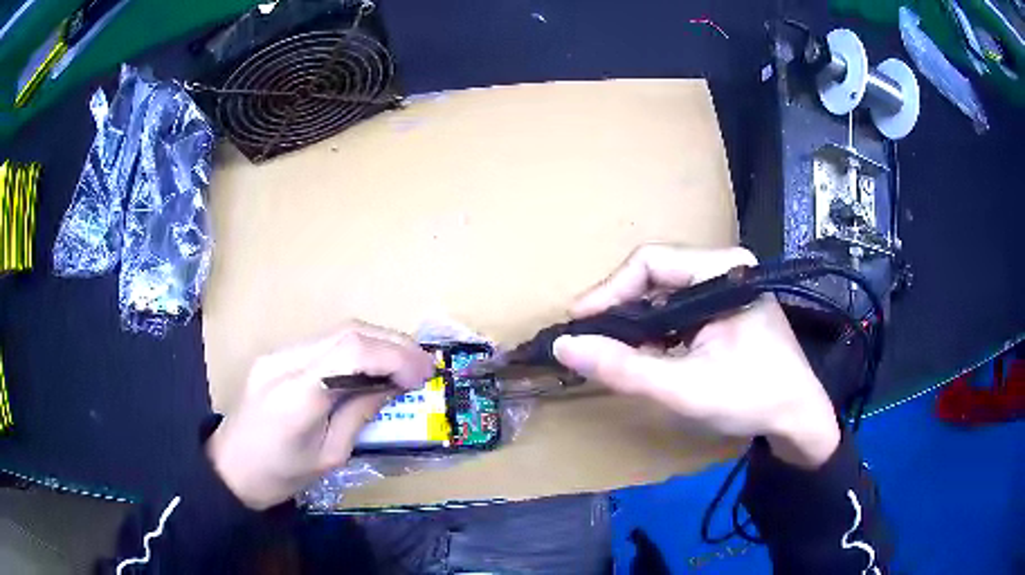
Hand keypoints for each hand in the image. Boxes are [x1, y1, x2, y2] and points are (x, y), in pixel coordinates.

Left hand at [207, 321, 434, 508]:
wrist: (229, 467)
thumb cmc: (279, 476)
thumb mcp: (329, 456)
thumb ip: (359, 413)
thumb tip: (394, 386)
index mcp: (296, 396)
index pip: (351, 352)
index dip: (395, 356)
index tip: (424, 376)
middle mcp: (285, 362)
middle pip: (347, 331)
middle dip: (394, 343)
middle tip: (425, 365)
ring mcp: (278, 353)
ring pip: (338, 331)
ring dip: (379, 342)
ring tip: (407, 363)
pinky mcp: (277, 355)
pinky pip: (325, 342)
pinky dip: (358, 348)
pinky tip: (374, 364)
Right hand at [552, 245, 839, 468]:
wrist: (798, 419)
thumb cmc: (751, 398)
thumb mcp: (684, 388)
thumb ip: (623, 368)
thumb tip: (564, 346)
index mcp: (723, 269)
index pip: (651, 262)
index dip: (608, 290)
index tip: (578, 323)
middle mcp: (724, 268)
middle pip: (655, 275)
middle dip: (619, 308)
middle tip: (589, 340)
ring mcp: (725, 287)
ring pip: (663, 294)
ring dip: (634, 322)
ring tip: (610, 351)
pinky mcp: (724, 308)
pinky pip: (677, 310)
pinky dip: (654, 332)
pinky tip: (643, 355)